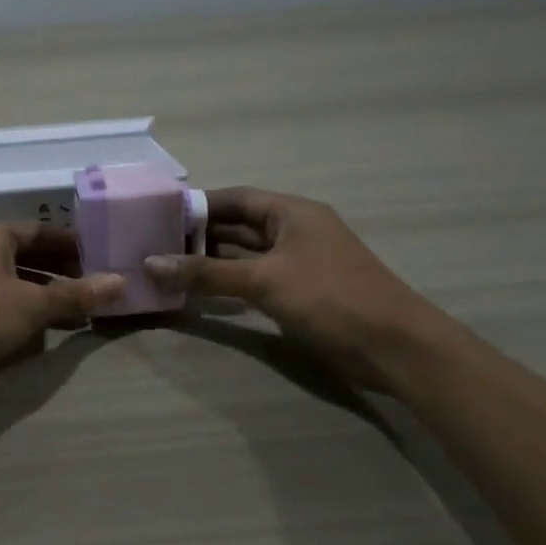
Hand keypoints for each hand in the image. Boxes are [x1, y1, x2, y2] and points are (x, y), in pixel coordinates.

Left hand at [0, 224, 124, 414]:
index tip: (103, 256)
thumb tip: (121, 282)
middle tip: (101, 287)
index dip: (72, 243)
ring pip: (20, 287)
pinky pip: (7, 312)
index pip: (39, 232)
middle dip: (64, 273)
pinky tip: (55, 332)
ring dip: (50, 298)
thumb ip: (75, 295)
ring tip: (87, 312)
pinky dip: (31, 318)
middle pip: (30, 259)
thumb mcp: (31, 303)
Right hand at [144, 187, 444, 391]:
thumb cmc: (331, 298)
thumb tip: (151, 263)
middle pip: (238, 226)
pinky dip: (228, 283)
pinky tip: (199, 291)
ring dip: (211, 261)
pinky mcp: (300, 292)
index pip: (235, 198)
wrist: (394, 347)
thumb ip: (207, 273)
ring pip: (245, 254)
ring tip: (167, 266)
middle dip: (199, 234)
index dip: (198, 205)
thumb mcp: (264, 281)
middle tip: (154, 244)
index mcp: (292, 212)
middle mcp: (294, 230)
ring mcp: (298, 263)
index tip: (158, 214)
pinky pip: (254, 279)